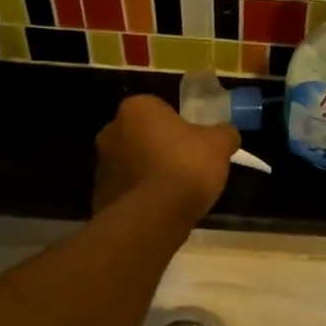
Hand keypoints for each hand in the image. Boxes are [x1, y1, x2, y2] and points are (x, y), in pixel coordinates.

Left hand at [94, 95, 239, 219]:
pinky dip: (140, 197)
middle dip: (159, 148)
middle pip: (142, 136)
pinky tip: (160, 210)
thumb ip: (224, 133)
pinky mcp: (99, 196)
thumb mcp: (219, 144)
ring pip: (132, 164)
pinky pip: (126, 191)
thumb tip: (226, 134)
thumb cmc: (186, 166)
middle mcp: (111, 131)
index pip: (159, 110)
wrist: (154, 216)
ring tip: (174, 194)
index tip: (194, 145)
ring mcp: (101, 165)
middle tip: (185, 167)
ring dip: (148, 173)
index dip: (179, 127)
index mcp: (137, 109)